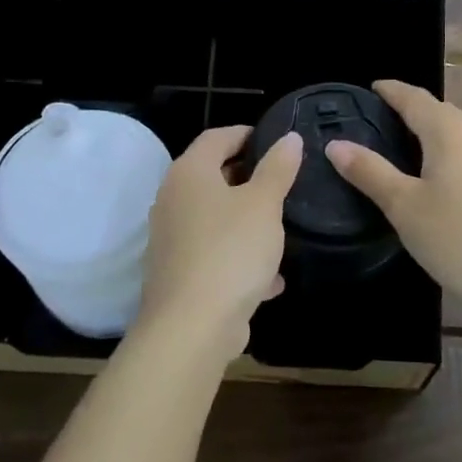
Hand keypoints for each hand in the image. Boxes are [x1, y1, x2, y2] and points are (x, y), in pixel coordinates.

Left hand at [136, 125, 302, 360]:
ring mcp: (171, 238)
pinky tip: (270, 279)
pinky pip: (214, 254)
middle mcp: (172, 200)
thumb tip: (289, 138)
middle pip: (213, 177)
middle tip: (282, 182)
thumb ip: (278, 169)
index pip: (216, 137)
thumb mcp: (264, 204)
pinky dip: (239, 258)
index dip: (246, 134)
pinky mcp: (178, 274)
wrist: (191, 328)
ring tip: (280, 229)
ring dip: (245, 222)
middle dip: (248, 179)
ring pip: (215, 219)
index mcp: (189, 173)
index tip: (275, 141)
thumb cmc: (230, 251)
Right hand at [327, 80, 461, 314]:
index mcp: (451, 133)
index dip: (392, 90)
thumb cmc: (460, 239)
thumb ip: (370, 172)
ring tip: (409, 151)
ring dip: (435, 135)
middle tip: (383, 121)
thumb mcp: (405, 207)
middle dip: (413, 111)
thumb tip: (336, 144)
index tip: (372, 87)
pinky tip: (445, 183)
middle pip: (442, 113)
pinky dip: (453, 157)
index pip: (416, 98)